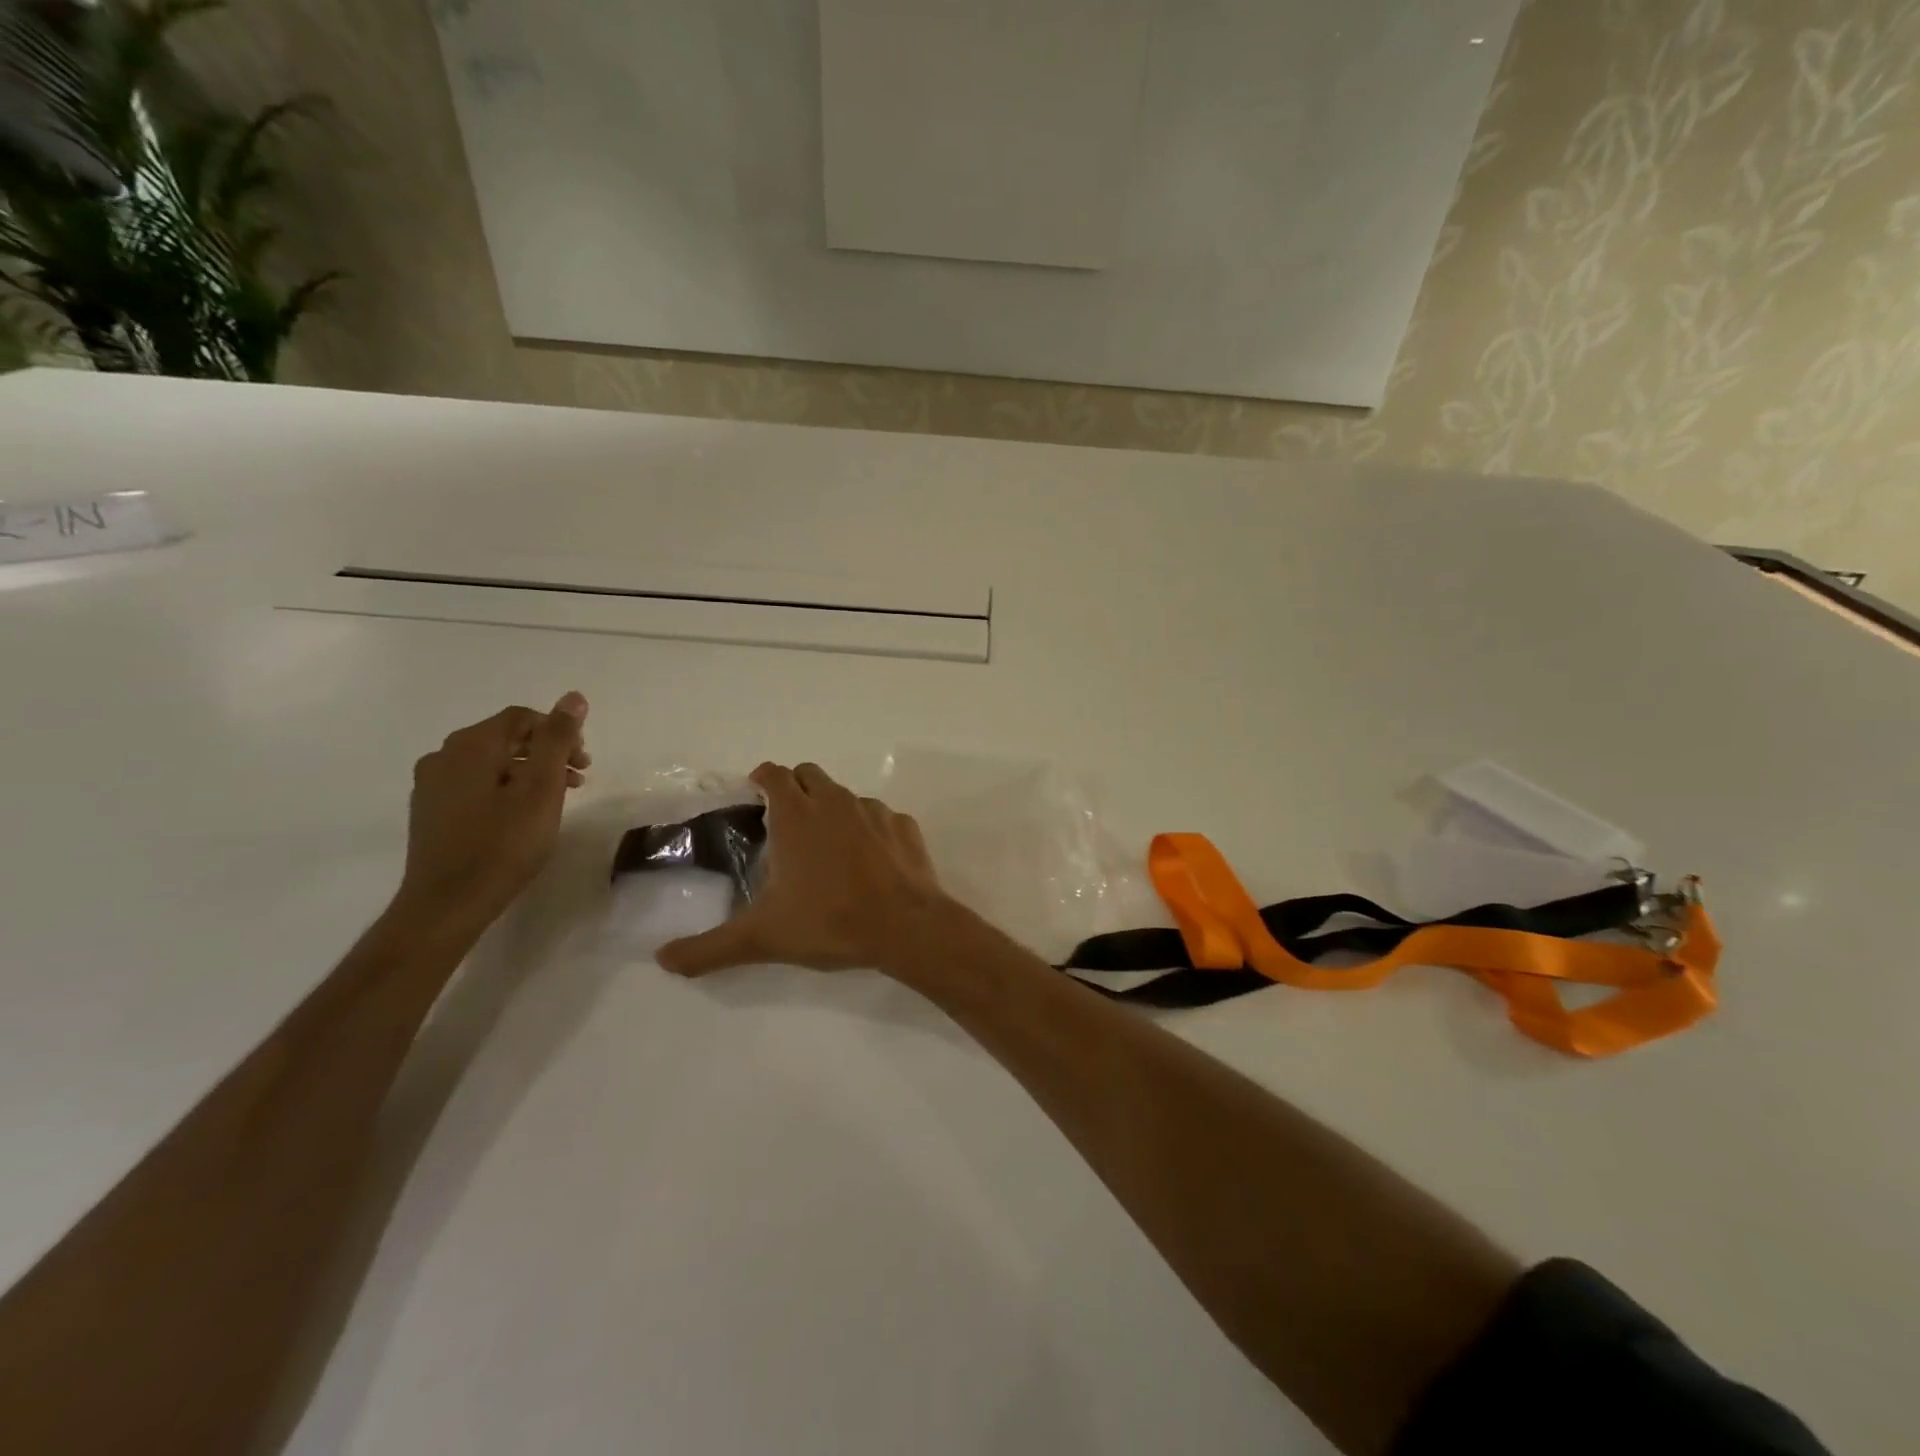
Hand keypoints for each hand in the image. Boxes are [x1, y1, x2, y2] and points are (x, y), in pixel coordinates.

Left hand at [390, 692, 591, 934]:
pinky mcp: (431, 811)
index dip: (559, 731)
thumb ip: (557, 740)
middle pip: (506, 738)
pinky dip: (506, 788)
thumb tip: (573, 697)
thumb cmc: (503, 844)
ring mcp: (432, 785)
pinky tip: (521, 815)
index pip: (521, 718)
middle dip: (547, 752)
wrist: (447, 903)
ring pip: (491, 763)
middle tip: (578, 780)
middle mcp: (444, 756)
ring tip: (555, 800)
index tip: (584, 761)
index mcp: (471, 745)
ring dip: (529, 772)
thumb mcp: (541, 788)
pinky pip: (475, 784)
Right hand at [656, 762, 950, 975]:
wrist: (905, 926)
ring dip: (832, 809)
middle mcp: (834, 801)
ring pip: (845, 795)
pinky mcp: (904, 826)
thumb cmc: (829, 922)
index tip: (754, 796)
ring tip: (827, 847)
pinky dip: (870, 830)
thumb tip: (664, 959)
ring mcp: (874, 810)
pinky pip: (881, 817)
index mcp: (796, 815)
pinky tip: (869, 861)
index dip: (761, 779)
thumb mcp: (762, 937)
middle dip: (794, 788)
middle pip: (809, 774)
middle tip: (785, 824)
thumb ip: (709, 948)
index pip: (773, 774)